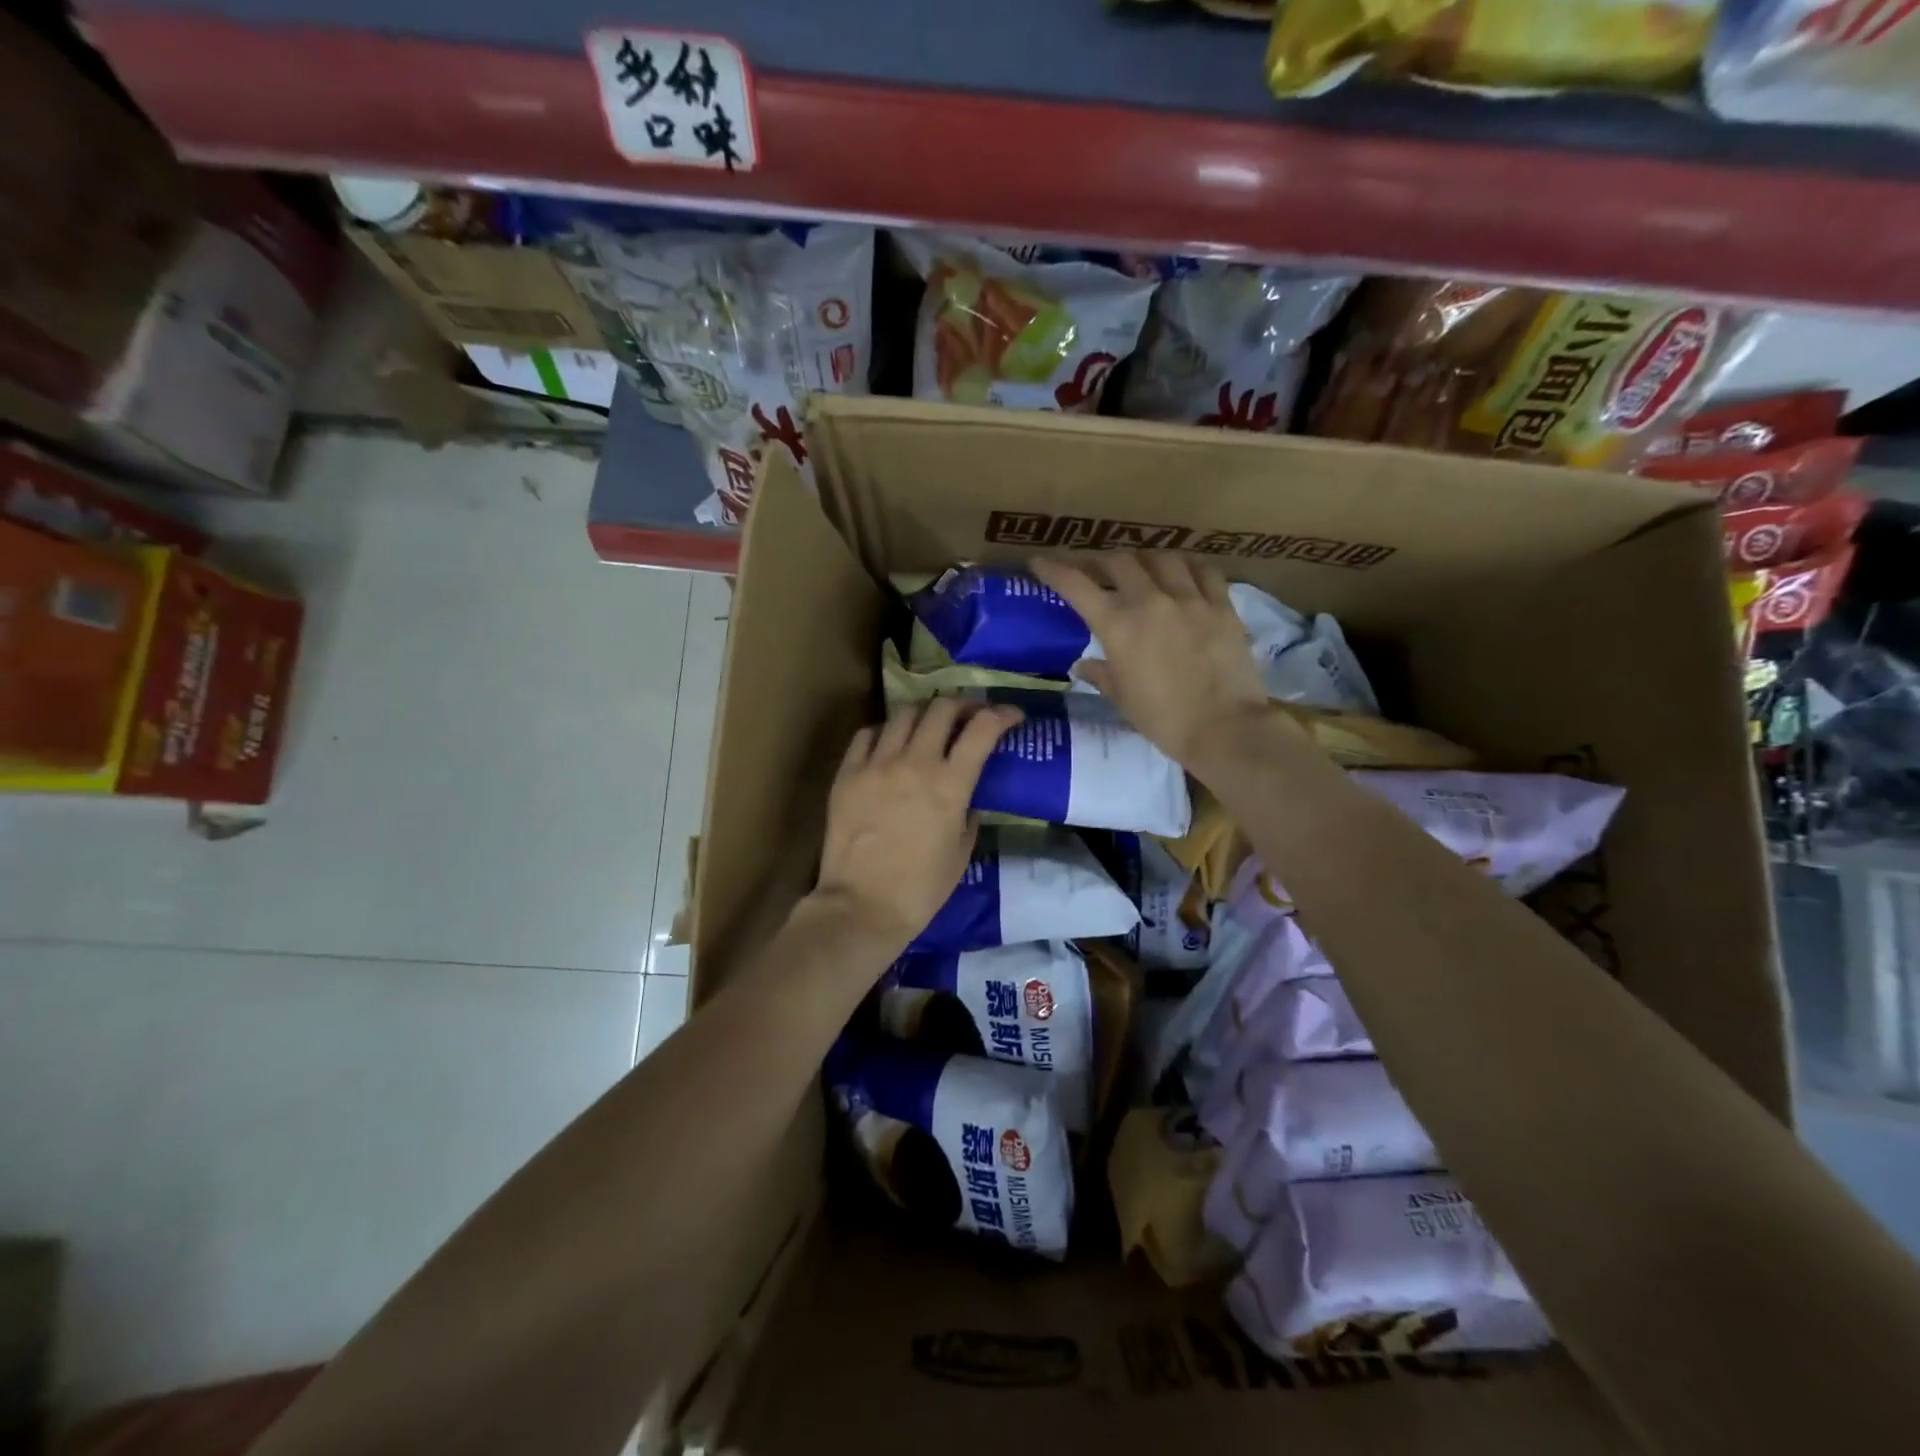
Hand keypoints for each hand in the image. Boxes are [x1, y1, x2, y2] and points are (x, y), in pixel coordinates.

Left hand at [812, 698, 1022, 952]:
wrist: (862, 907)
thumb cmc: (921, 889)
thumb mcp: (962, 852)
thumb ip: (969, 814)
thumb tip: (966, 795)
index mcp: (950, 785)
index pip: (982, 729)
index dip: (1002, 714)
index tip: (1012, 715)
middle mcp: (915, 763)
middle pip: (942, 708)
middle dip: (963, 705)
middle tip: (969, 715)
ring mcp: (877, 764)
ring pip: (904, 713)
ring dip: (924, 713)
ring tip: (929, 726)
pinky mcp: (847, 773)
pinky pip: (867, 734)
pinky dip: (885, 732)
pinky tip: (889, 744)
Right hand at [1032, 553, 1273, 773]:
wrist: (1224, 728)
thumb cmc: (1164, 720)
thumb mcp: (1123, 700)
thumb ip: (1101, 675)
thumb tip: (1082, 665)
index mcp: (1118, 626)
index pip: (1076, 585)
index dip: (1054, 570)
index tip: (1040, 562)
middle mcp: (1151, 601)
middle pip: (1119, 561)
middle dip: (1099, 561)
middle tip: (1094, 570)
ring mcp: (1190, 599)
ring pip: (1162, 558)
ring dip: (1144, 559)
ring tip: (1140, 569)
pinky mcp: (1222, 606)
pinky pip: (1204, 571)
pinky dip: (1188, 568)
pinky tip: (1185, 574)